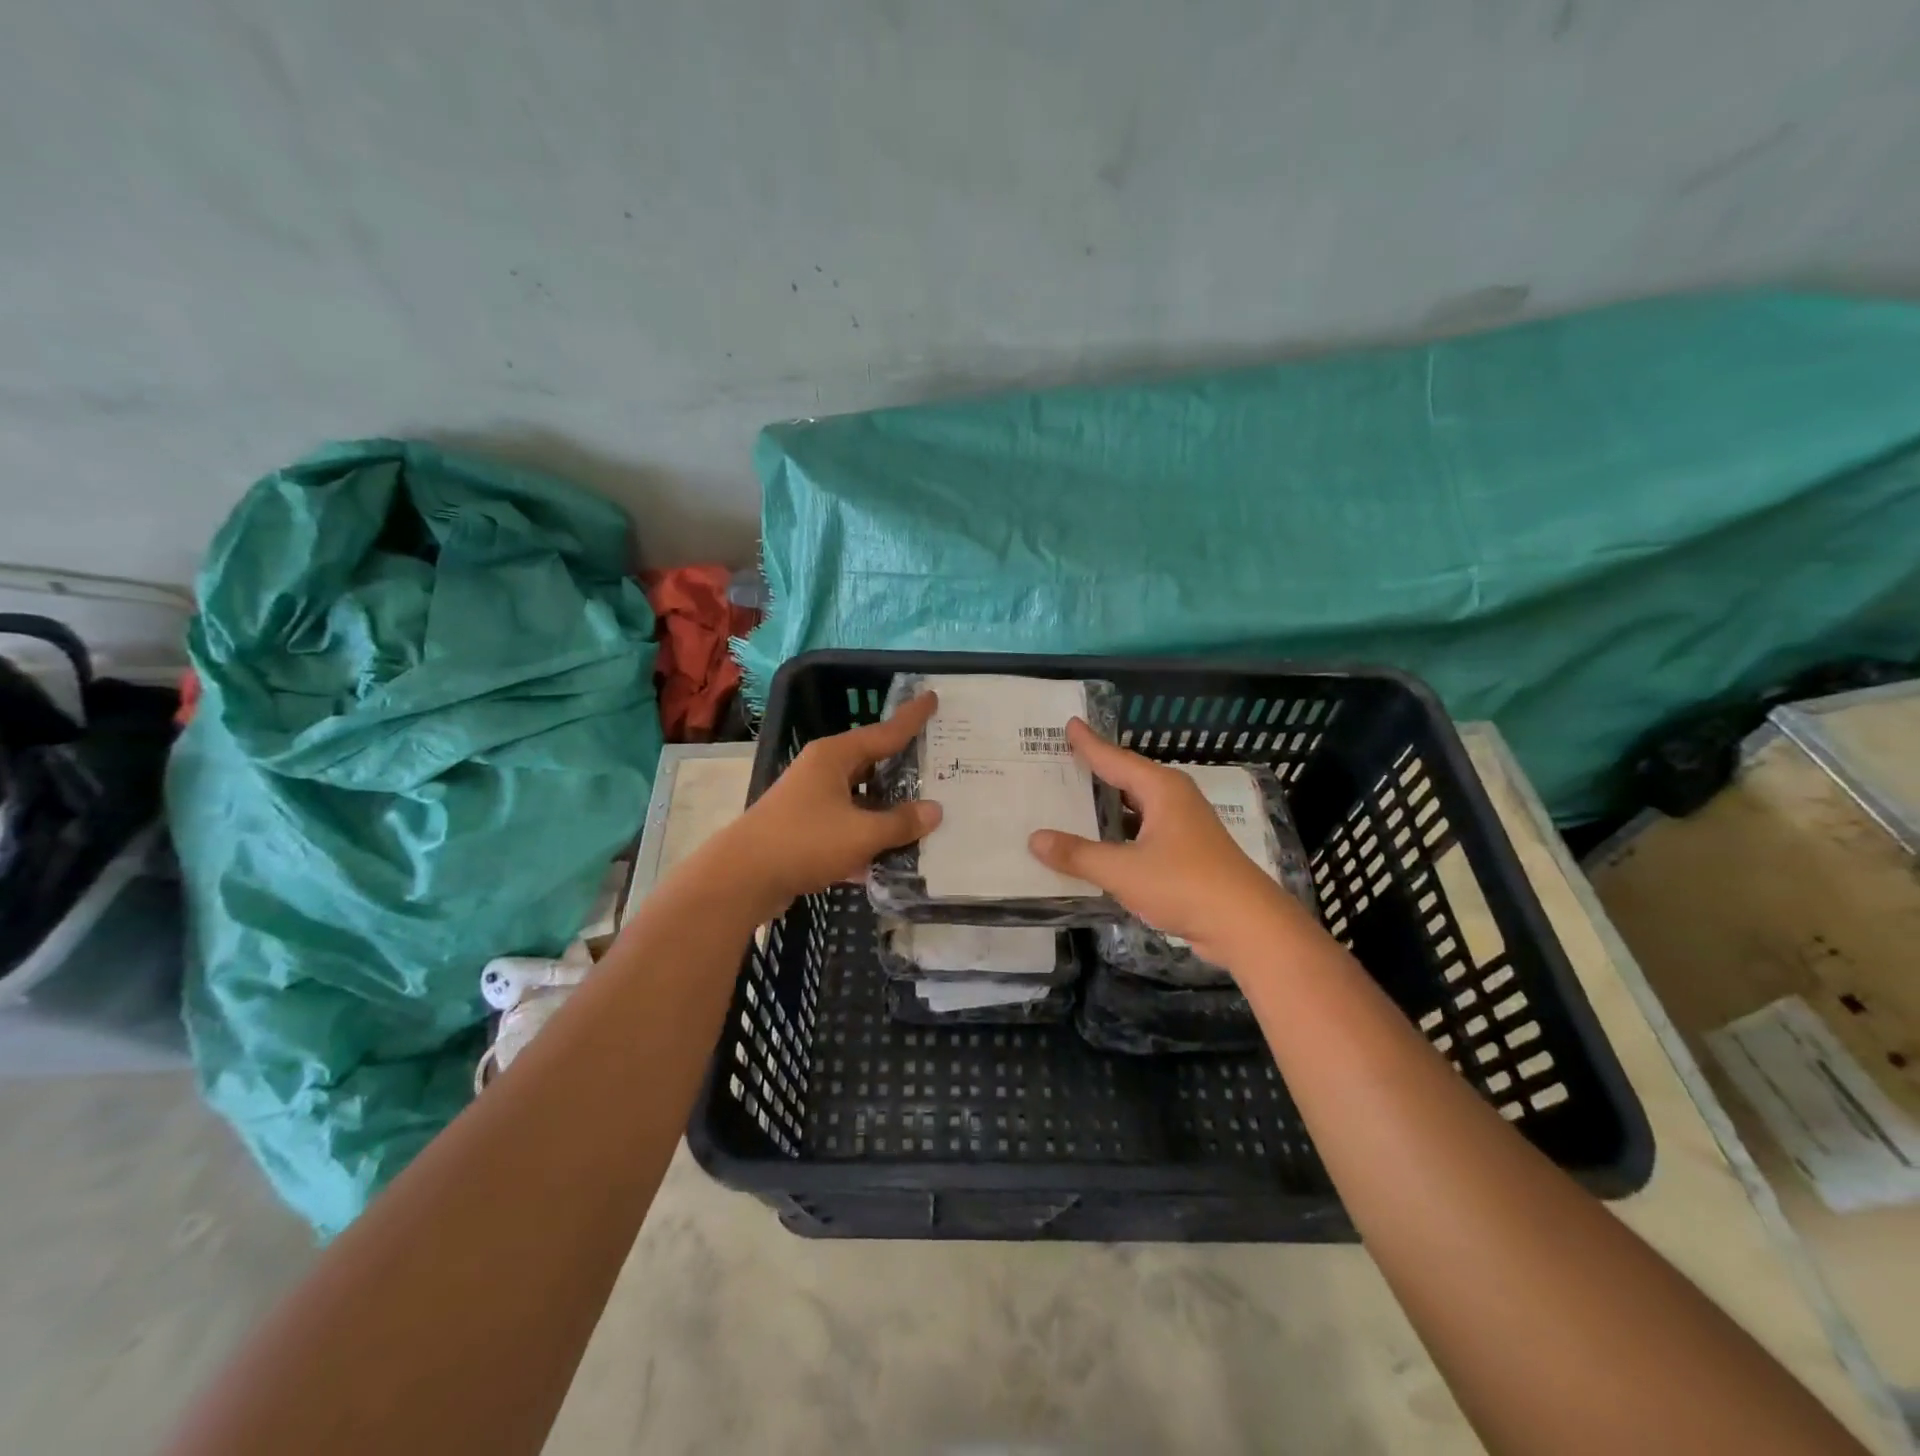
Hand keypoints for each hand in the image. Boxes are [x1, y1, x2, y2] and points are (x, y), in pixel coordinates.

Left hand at [723, 691, 942, 912]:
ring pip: (860, 797)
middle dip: (903, 766)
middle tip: (939, 763)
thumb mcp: (861, 833)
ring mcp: (811, 800)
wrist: (742, 879)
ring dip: (887, 807)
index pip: (884, 732)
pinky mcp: (805, 828)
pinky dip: (868, 834)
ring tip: (925, 813)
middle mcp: (822, 771)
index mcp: (834, 757)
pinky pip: (847, 824)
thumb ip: (901, 822)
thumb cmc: (804, 842)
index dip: (911, 718)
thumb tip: (934, 811)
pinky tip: (892, 854)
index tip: (932, 697)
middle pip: (872, 763)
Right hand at [1028, 719, 1309, 967]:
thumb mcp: (1123, 870)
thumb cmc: (1186, 885)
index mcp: (1161, 790)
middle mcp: (1174, 800)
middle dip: (1096, 771)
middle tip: (1061, 762)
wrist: (1247, 926)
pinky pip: (1143, 832)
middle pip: (1127, 778)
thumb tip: (1034, 839)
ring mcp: (1184, 828)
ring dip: (1107, 806)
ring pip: (1136, 808)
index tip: (1070, 724)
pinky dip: (1119, 833)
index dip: (1090, 744)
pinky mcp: (1187, 854)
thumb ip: (1078, 854)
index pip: (1116, 759)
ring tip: (1072, 801)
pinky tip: (1100, 844)